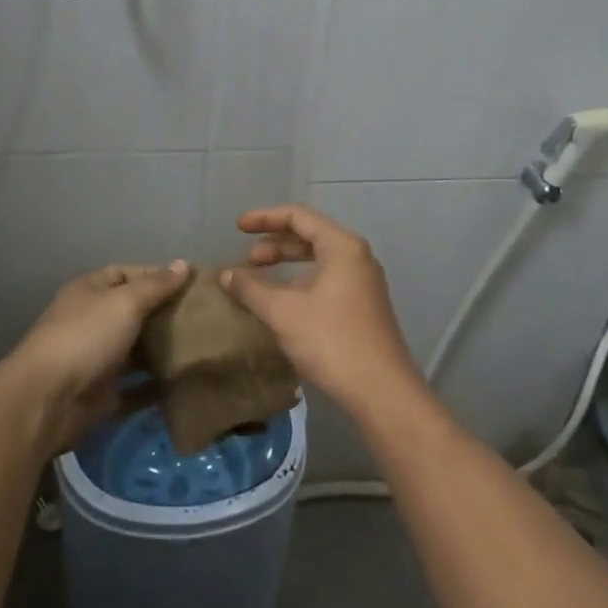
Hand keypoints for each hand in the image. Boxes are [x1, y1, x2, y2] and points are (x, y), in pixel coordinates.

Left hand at [3, 261, 190, 451]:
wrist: (46, 402)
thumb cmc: (86, 338)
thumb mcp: (125, 302)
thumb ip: (156, 285)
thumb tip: (183, 264)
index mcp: (90, 291)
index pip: (126, 274)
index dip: (157, 276)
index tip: (192, 284)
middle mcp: (91, 321)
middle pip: (133, 312)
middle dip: (164, 314)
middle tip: (204, 317)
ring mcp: (95, 359)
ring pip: (135, 350)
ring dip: (162, 351)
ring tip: (200, 348)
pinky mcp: (101, 395)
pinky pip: (134, 388)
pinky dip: (154, 386)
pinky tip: (183, 383)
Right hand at [220, 206, 422, 418]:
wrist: (381, 391)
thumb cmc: (331, 340)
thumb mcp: (283, 312)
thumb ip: (252, 289)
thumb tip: (226, 275)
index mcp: (342, 246)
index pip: (299, 216)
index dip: (265, 218)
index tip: (238, 227)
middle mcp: (357, 257)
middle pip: (310, 236)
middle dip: (275, 244)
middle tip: (247, 259)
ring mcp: (363, 283)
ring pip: (318, 261)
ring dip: (287, 265)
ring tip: (258, 280)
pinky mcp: (363, 307)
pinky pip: (326, 280)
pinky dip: (301, 282)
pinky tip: (282, 303)